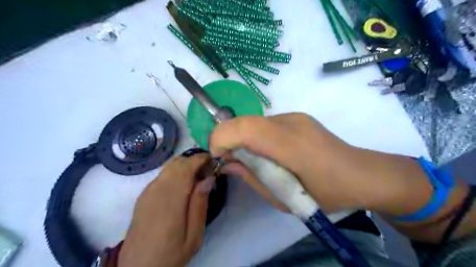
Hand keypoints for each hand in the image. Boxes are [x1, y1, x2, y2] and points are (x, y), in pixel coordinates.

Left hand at [119, 155, 215, 266]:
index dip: (200, 159)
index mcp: (171, 201)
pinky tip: (183, 185)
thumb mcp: (194, 235)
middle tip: (208, 171)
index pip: (186, 167)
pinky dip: (176, 171)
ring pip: (169, 166)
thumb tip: (208, 178)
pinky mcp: (143, 195)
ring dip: (185, 165)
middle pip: (177, 163)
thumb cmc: (171, 253)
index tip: (213, 160)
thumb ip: (200, 204)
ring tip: (197, 177)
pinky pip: (162, 174)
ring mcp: (148, 191)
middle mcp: (157, 191)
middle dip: (194, 160)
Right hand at [210, 111, 433, 214]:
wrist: (363, 174)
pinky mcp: (297, 117)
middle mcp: (291, 122)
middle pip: (246, 121)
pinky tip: (268, 153)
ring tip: (251, 160)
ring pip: (254, 122)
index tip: (217, 157)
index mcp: (291, 145)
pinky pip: (266, 124)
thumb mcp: (284, 198)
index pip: (245, 128)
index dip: (222, 138)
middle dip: (228, 138)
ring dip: (243, 138)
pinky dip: (256, 136)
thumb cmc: (328, 194)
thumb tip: (228, 164)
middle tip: (231, 161)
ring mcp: (295, 116)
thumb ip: (252, 178)